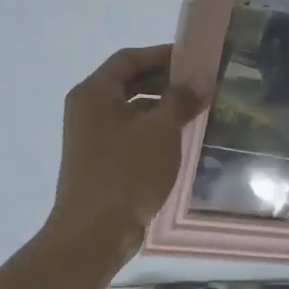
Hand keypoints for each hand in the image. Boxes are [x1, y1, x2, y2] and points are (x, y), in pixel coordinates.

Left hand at [50, 45, 202, 257]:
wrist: (94, 233)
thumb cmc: (127, 172)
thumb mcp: (161, 130)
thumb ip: (180, 99)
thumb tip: (199, 80)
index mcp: (94, 92)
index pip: (128, 58)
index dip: (161, 55)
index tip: (194, 61)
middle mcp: (88, 108)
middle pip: (128, 82)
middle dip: (164, 81)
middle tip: (200, 86)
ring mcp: (91, 136)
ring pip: (130, 109)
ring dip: (161, 107)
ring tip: (196, 111)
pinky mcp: (100, 160)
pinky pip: (129, 133)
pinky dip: (152, 130)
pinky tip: (179, 139)